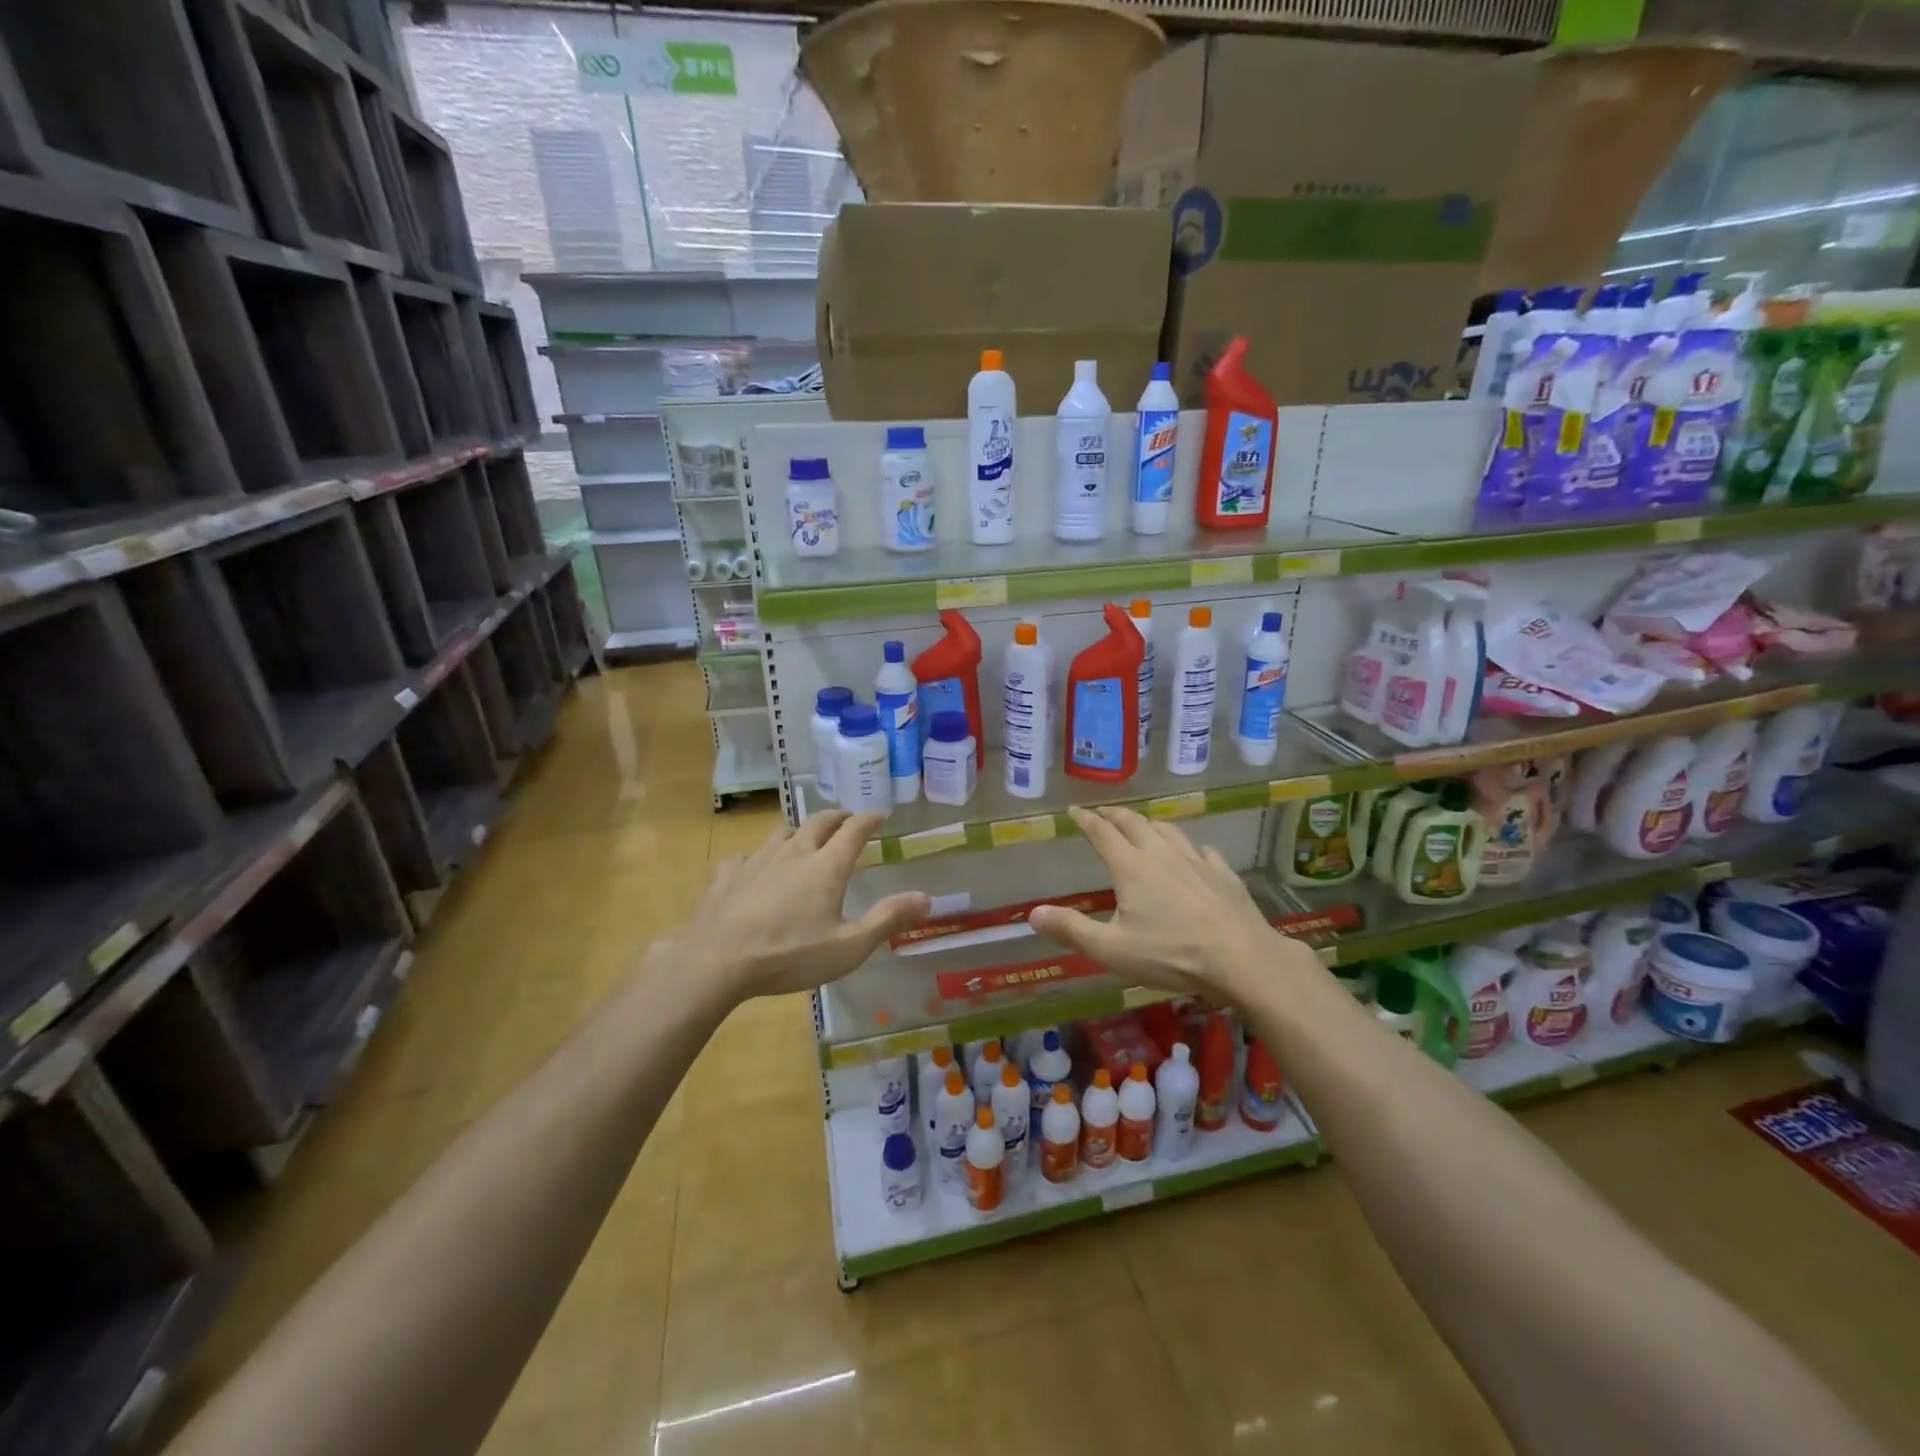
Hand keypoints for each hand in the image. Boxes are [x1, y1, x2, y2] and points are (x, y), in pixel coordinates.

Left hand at [674, 811, 928, 999]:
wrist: (716, 960)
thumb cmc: (789, 954)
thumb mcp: (849, 946)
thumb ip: (888, 919)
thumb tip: (927, 897)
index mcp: (826, 866)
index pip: (854, 830)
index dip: (869, 820)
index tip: (880, 816)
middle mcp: (794, 852)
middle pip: (818, 822)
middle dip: (837, 818)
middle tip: (846, 821)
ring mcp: (756, 860)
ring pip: (782, 833)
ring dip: (799, 831)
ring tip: (805, 839)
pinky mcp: (727, 875)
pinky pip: (746, 857)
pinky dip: (758, 858)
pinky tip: (754, 870)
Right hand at [1028, 806, 1281, 995]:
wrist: (1243, 959)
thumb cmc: (1171, 954)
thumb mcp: (1112, 949)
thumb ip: (1072, 930)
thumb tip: (1033, 913)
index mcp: (1131, 867)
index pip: (1102, 833)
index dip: (1086, 820)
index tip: (1075, 811)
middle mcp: (1162, 854)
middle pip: (1134, 823)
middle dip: (1115, 815)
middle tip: (1103, 813)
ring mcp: (1197, 861)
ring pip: (1169, 830)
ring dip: (1150, 824)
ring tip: (1143, 826)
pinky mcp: (1224, 874)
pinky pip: (1203, 850)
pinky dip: (1189, 847)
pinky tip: (1194, 854)